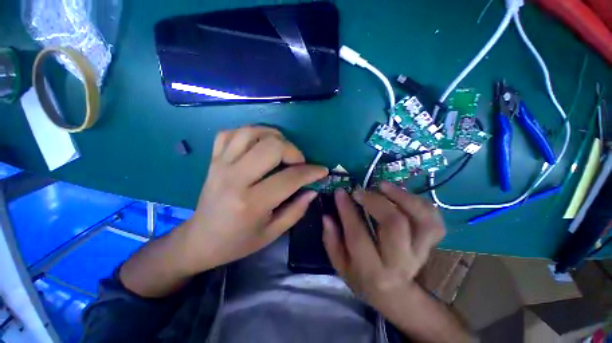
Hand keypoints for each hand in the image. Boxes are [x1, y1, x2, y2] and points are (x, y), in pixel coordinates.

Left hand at [178, 126, 327, 273]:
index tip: (322, 171)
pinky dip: (249, 133)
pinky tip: (258, 144)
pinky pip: (231, 133)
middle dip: (293, 151)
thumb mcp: (272, 233)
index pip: (290, 178)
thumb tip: (313, 189)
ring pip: (252, 132)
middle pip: (272, 146)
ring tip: (282, 150)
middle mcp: (235, 178)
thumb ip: (297, 210)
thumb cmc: (237, 242)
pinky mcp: (213, 159)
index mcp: (251, 202)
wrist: (199, 239)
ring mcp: (221, 165)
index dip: (311, 172)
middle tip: (298, 163)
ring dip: (273, 137)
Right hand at [322, 182, 445, 334]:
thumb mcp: (341, 266)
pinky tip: (401, 194)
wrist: (396, 295)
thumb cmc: (363, 278)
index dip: (347, 210)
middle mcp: (399, 262)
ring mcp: (420, 253)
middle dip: (375, 201)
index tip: (340, 192)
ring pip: (422, 220)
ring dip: (402, 197)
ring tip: (383, 185)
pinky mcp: (431, 245)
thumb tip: (327, 216)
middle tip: (360, 191)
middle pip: (394, 224)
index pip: (358, 235)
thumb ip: (332, 241)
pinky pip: (434, 220)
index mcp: (372, 270)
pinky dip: (420, 202)